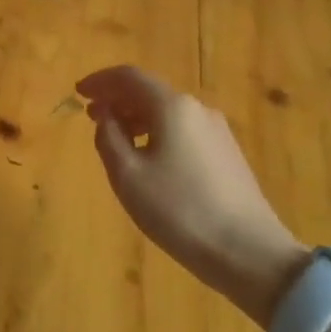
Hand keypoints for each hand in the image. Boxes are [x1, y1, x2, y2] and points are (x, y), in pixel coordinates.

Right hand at [79, 65, 307, 324]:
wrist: (252, 255)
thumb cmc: (181, 211)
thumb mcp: (128, 176)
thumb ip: (108, 138)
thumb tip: (107, 117)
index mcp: (172, 106)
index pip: (129, 77)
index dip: (100, 80)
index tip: (78, 92)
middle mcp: (197, 108)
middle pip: (149, 91)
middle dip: (117, 99)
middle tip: (92, 116)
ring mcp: (217, 131)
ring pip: (167, 112)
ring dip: (136, 117)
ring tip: (116, 139)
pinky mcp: (228, 154)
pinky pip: (183, 129)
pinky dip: (157, 132)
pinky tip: (149, 157)